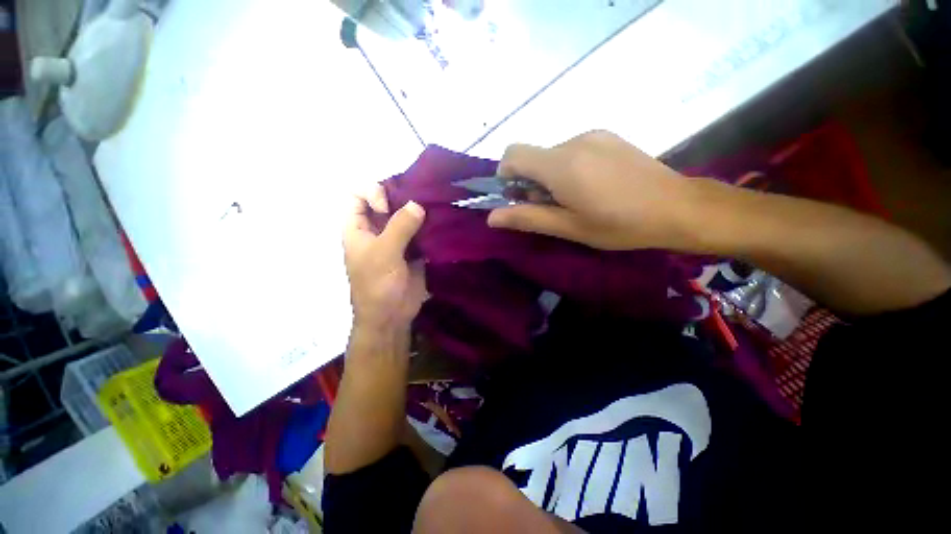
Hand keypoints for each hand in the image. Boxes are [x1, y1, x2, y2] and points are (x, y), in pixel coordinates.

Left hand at [343, 184, 426, 331]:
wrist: (392, 315)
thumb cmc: (378, 284)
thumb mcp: (385, 252)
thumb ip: (400, 226)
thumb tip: (417, 204)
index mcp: (357, 228)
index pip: (357, 195)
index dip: (372, 193)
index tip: (389, 206)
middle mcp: (375, 230)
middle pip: (385, 202)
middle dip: (401, 198)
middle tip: (421, 200)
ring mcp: (395, 240)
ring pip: (404, 216)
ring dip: (418, 212)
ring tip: (434, 209)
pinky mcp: (412, 250)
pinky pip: (419, 232)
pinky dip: (427, 227)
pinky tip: (439, 224)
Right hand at [487, 130, 694, 249]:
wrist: (678, 207)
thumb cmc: (619, 224)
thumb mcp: (568, 227)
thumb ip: (527, 218)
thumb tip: (492, 217)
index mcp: (561, 164)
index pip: (513, 153)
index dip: (505, 174)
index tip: (517, 197)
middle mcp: (574, 141)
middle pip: (533, 156)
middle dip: (531, 182)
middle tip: (552, 207)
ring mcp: (594, 135)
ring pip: (553, 155)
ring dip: (551, 177)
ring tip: (576, 199)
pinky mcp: (608, 136)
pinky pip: (573, 150)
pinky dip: (569, 168)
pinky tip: (593, 186)